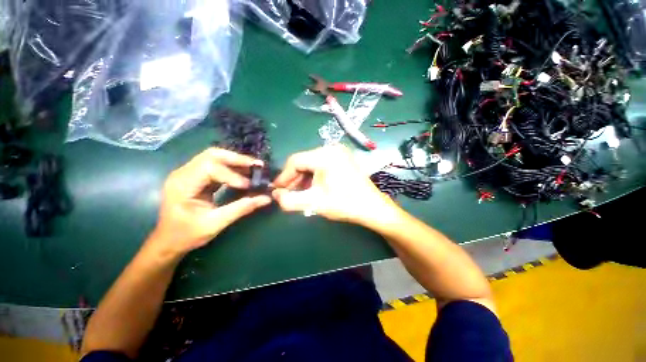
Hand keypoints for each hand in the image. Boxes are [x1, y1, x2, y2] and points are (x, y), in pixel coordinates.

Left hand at [149, 148, 271, 259]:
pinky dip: (232, 168)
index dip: (232, 175)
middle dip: (237, 159)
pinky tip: (244, 173)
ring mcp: (189, 173)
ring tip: (254, 168)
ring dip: (236, 162)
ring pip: (215, 157)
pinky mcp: (196, 177)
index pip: (210, 168)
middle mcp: (183, 173)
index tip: (250, 185)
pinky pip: (216, 166)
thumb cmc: (186, 235)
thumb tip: (266, 198)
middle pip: (212, 155)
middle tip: (257, 166)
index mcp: (182, 184)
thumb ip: (241, 208)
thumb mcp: (215, 224)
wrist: (168, 241)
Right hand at [272, 145, 399, 225]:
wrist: (373, 207)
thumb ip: (289, 200)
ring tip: (299, 193)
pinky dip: (314, 175)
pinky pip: (322, 164)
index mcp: (324, 155)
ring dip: (303, 178)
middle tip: (287, 193)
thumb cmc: (344, 204)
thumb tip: (275, 195)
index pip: (295, 161)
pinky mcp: (343, 158)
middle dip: (294, 178)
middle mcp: (331, 148)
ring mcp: (339, 152)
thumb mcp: (314, 203)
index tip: (277, 190)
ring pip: (312, 163)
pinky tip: (312, 187)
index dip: (284, 176)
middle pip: (304, 161)